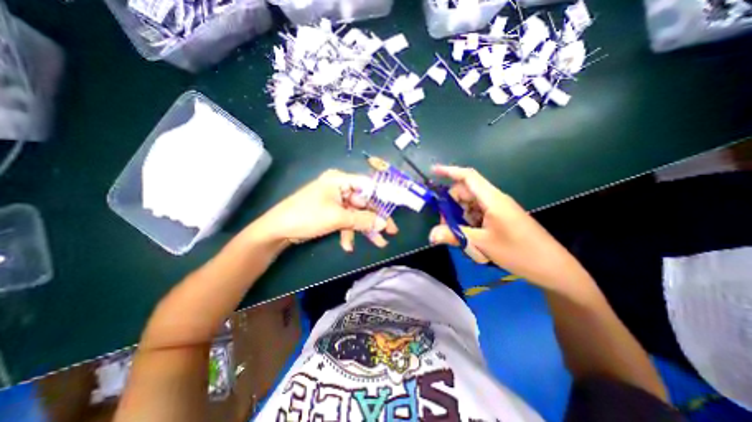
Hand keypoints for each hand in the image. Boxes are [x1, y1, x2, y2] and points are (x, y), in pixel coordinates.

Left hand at [258, 170, 399, 250]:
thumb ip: (363, 220)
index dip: (382, 197)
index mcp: (340, 180)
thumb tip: (384, 224)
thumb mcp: (338, 218)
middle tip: (391, 231)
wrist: (278, 230)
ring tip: (378, 243)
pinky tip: (348, 245)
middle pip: (364, 202)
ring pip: (356, 214)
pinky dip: (349, 232)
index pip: (368, 185)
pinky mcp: (331, 212)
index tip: (394, 210)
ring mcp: (335, 201)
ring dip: (364, 229)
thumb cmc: (307, 216)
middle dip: (375, 219)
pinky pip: (346, 220)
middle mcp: (339, 187)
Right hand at [425, 163, 576, 286]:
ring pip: (470, 206)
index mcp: (492, 199)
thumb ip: (455, 236)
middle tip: (446, 225)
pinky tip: (471, 238)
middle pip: (465, 193)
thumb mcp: (483, 243)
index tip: (433, 171)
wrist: (552, 267)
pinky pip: (477, 215)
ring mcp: (497, 210)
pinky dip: (469, 224)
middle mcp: (494, 200)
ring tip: (460, 236)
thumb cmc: (519, 252)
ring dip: (460, 218)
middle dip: (451, 206)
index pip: (468, 177)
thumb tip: (431, 235)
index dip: (450, 171)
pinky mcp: (499, 219)